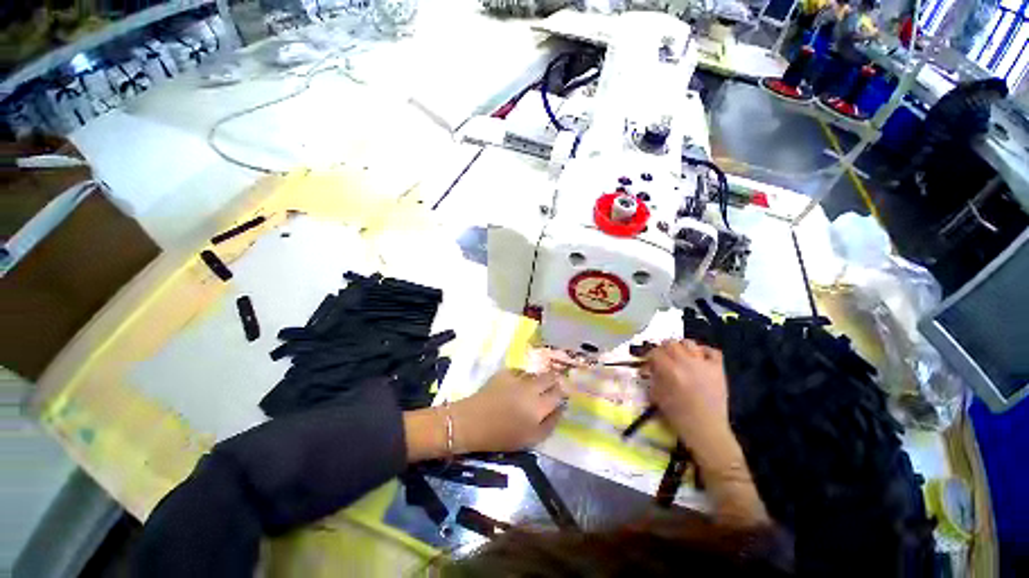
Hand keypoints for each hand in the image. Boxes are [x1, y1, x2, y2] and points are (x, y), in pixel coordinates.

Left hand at [452, 369, 566, 452]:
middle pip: (550, 378)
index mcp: (539, 407)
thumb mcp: (530, 439)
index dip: (563, 393)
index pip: (559, 394)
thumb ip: (549, 424)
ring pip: (536, 374)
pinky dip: (523, 376)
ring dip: (539, 379)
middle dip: (554, 381)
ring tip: (536, 385)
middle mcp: (531, 388)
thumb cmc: (501, 436)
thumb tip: (561, 409)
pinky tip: (518, 384)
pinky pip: (520, 371)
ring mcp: (517, 378)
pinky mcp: (505, 372)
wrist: (471, 422)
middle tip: (552, 386)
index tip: (563, 394)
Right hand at [646, 340, 729, 452]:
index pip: (655, 352)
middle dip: (664, 349)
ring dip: (682, 348)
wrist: (706, 429)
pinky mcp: (718, 369)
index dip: (650, 356)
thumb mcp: (657, 395)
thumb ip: (652, 377)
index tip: (649, 363)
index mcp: (669, 370)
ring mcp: (704, 364)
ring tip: (680, 357)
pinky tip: (699, 358)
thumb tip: (648, 368)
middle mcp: (686, 362)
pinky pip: (712, 351)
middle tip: (663, 358)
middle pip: (671, 343)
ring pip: (689, 343)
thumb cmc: (678, 415)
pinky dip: (704, 351)